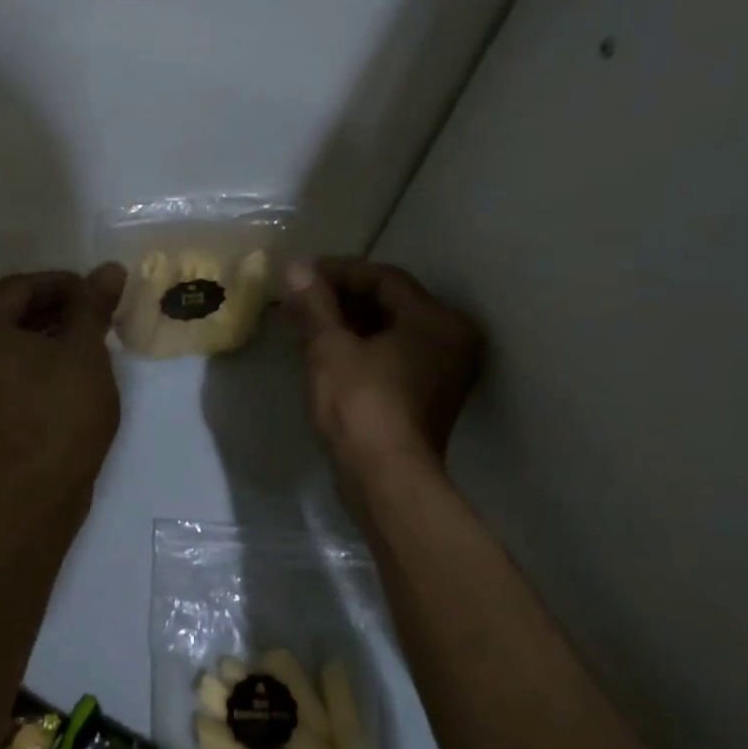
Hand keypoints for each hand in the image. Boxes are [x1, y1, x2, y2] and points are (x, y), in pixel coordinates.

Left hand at [0, 266, 126, 491]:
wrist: (37, 491)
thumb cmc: (62, 412)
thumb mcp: (85, 351)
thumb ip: (92, 305)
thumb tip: (109, 269)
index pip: (24, 286)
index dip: (67, 285)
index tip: (101, 294)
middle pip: (8, 311)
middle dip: (54, 309)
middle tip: (95, 317)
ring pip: (2, 340)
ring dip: (41, 334)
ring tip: (83, 341)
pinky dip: (25, 360)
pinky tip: (59, 367)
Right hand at [283, 258, 482, 489]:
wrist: (385, 480)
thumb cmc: (360, 406)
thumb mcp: (330, 349)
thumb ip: (314, 305)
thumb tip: (295, 268)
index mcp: (437, 320)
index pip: (385, 279)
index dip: (340, 272)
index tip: (303, 275)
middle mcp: (452, 340)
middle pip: (393, 303)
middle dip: (344, 298)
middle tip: (303, 298)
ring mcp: (444, 372)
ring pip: (393, 331)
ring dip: (351, 323)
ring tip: (309, 323)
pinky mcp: (429, 398)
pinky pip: (395, 357)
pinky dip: (364, 348)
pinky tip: (328, 351)